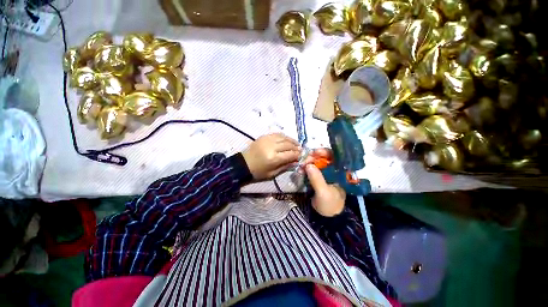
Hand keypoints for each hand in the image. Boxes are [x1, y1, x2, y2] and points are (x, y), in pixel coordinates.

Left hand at [242, 133, 300, 180]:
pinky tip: (287, 139)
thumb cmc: (258, 172)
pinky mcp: (264, 136)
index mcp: (273, 159)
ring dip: (291, 140)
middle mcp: (271, 147)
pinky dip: (283, 136)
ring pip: (284, 137)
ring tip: (296, 144)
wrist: (243, 164)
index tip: (302, 155)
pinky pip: (277, 134)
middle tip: (300, 149)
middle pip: (288, 144)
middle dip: (296, 147)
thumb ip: (285, 167)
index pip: (290, 154)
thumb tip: (296, 161)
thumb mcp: (272, 174)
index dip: (297, 155)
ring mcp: (267, 140)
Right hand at [304, 149, 345, 216]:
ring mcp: (325, 172)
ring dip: (307, 162)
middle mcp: (333, 169)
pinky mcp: (318, 176)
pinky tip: (300, 170)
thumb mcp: (324, 193)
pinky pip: (311, 168)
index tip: (314, 153)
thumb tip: (308, 165)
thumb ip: (317, 179)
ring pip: (316, 162)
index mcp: (341, 172)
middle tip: (303, 162)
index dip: (325, 152)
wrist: (326, 216)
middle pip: (323, 157)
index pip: (335, 156)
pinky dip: (305, 168)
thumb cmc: (330, 204)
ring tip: (300, 167)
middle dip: (313, 157)